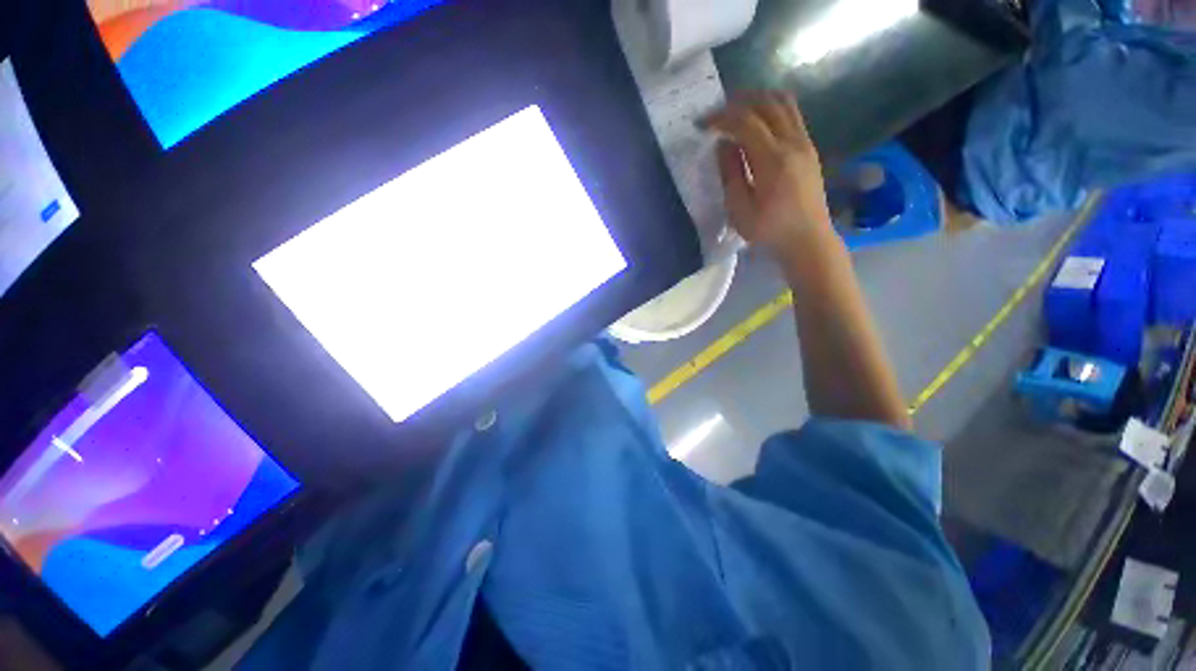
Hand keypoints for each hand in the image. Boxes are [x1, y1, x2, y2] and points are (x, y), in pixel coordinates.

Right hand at [701, 93, 832, 256]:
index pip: (745, 122)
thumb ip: (730, 174)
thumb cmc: (769, 231)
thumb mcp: (740, 209)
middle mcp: (792, 143)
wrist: (808, 240)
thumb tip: (723, 144)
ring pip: (784, 103)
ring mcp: (805, 143)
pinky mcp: (809, 148)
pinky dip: (772, 109)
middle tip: (717, 112)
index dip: (721, 118)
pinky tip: (758, 123)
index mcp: (773, 160)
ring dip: (758, 100)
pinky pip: (792, 115)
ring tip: (736, 110)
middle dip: (738, 102)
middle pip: (767, 103)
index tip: (702, 124)